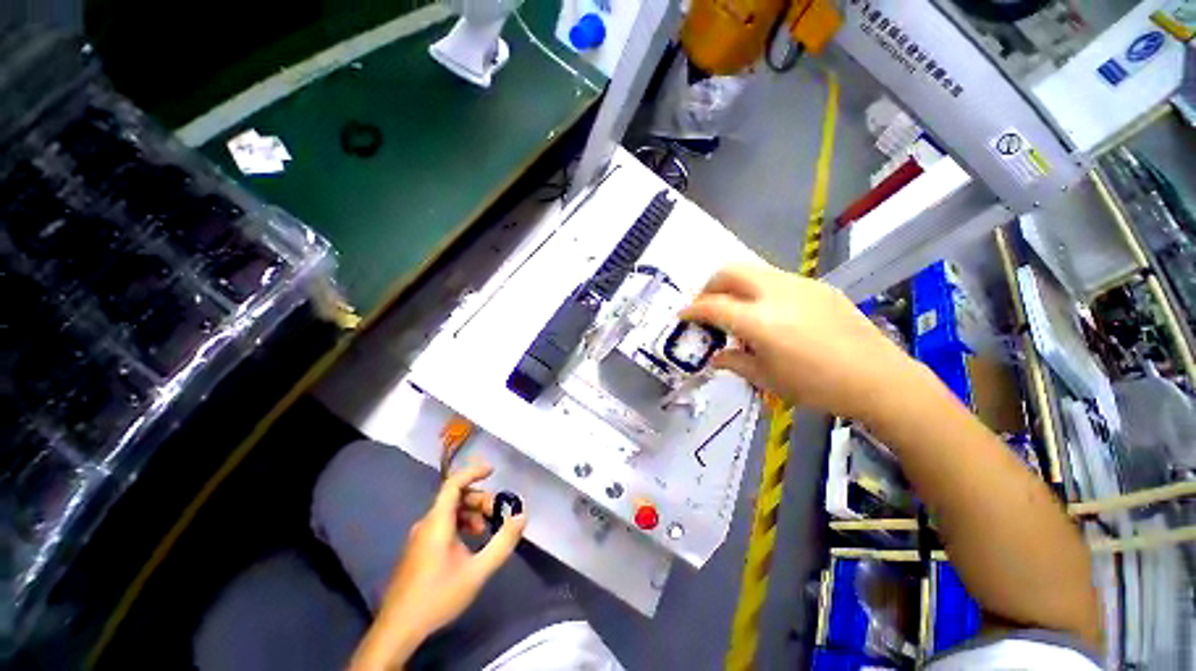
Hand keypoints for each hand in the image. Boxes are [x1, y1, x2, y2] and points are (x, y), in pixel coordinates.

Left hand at [351, 462, 526, 669]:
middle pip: (455, 497)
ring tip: (484, 532)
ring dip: (471, 514)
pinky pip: (442, 524)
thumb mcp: (477, 571)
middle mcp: (426, 523)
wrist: (398, 629)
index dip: (473, 472)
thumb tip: (522, 516)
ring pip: (449, 511)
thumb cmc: (438, 596)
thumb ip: (503, 542)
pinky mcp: (417, 549)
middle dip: (479, 500)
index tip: (493, 470)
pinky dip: (460, 524)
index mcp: (437, 522)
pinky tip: (469, 544)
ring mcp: (419, 537)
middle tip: (496, 515)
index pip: (454, 483)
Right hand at [680, 263, 916, 421]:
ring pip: (753, 271)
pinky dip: (759, 291)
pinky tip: (770, 314)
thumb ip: (734, 362)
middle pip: (729, 272)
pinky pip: (776, 280)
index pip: (712, 306)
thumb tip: (716, 356)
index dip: (692, 310)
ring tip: (737, 311)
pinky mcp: (817, 286)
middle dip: (710, 286)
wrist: (878, 378)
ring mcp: (799, 285)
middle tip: (707, 306)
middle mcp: (775, 293)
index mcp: (758, 321)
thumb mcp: (766, 379)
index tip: (682, 315)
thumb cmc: (816, 385)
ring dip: (735, 287)